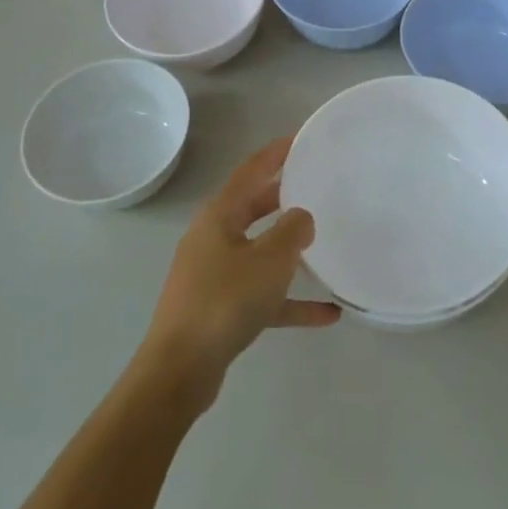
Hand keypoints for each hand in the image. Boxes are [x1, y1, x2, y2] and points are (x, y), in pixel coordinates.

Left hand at [137, 137, 340, 412]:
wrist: (180, 369)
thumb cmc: (225, 300)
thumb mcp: (270, 260)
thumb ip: (293, 231)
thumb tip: (302, 217)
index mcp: (219, 216)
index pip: (250, 171)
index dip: (276, 153)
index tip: (301, 139)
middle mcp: (213, 238)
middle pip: (253, 208)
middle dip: (283, 196)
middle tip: (316, 185)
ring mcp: (214, 275)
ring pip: (258, 251)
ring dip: (288, 250)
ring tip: (323, 243)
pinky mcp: (220, 309)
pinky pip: (262, 295)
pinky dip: (290, 299)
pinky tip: (327, 313)